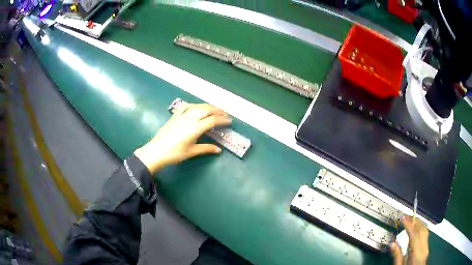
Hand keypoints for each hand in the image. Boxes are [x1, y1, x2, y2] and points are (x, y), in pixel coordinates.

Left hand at [134, 103, 231, 173]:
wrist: (156, 151)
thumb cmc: (175, 153)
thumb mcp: (191, 152)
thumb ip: (206, 149)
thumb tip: (218, 150)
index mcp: (195, 128)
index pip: (213, 120)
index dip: (223, 119)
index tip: (229, 121)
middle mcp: (190, 118)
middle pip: (207, 110)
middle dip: (218, 110)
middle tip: (225, 113)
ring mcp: (182, 115)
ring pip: (198, 106)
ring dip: (208, 106)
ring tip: (214, 109)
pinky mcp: (175, 115)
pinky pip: (186, 106)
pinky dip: (194, 105)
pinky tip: (196, 106)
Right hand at [390, 216, 428, 264]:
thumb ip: (397, 256)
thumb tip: (392, 243)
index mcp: (416, 254)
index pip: (415, 235)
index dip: (409, 224)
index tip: (402, 218)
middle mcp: (424, 248)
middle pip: (422, 230)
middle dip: (414, 221)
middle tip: (405, 217)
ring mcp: (427, 246)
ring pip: (425, 230)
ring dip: (418, 223)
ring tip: (410, 220)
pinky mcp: (427, 247)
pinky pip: (425, 233)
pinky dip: (420, 228)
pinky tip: (415, 228)